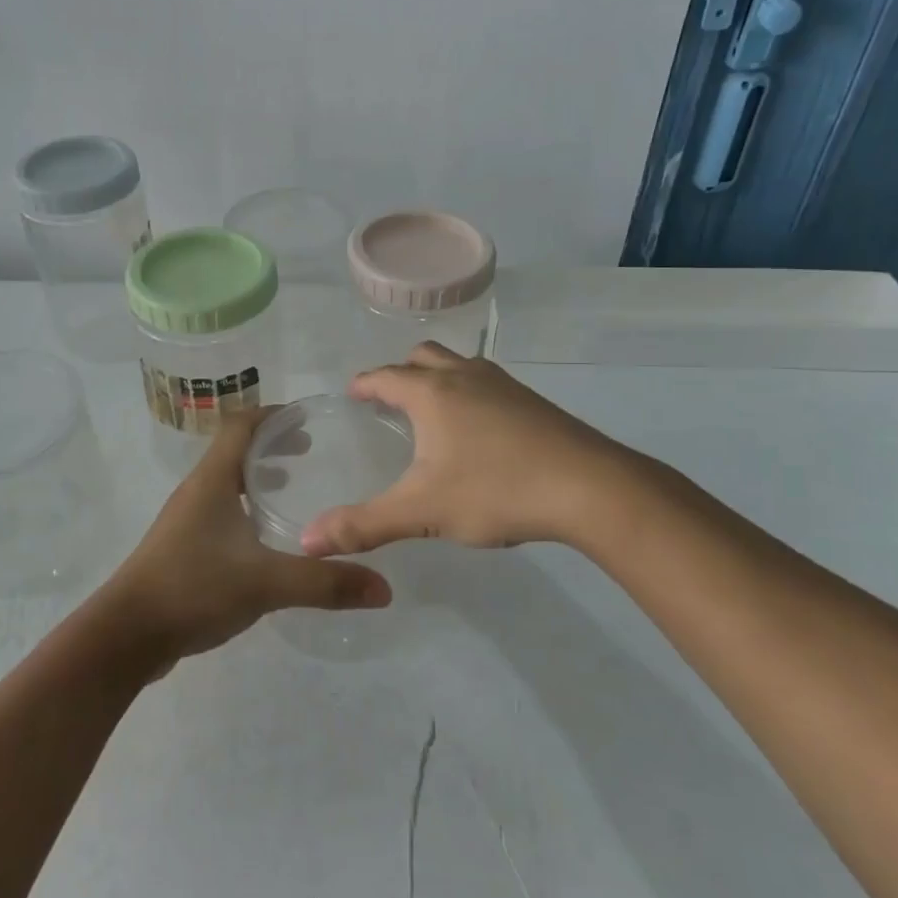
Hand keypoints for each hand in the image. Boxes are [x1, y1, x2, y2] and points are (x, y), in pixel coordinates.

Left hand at [98, 410, 392, 665]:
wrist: (126, 635)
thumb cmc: (193, 588)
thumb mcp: (266, 583)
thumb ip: (325, 582)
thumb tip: (384, 587)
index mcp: (212, 479)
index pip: (241, 424)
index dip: (273, 414)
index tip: (308, 418)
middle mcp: (197, 490)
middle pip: (235, 449)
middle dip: (272, 444)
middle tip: (311, 451)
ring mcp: (186, 520)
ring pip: (226, 482)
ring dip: (258, 476)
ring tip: (293, 485)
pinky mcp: (182, 548)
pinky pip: (220, 511)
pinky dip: (246, 507)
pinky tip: (265, 538)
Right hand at [301, 342, 637, 554]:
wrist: (590, 488)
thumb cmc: (496, 490)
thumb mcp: (422, 512)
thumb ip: (363, 525)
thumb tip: (307, 542)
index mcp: (432, 393)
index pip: (385, 376)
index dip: (364, 383)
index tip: (352, 392)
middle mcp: (465, 377)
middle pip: (424, 356)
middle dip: (401, 371)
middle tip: (389, 399)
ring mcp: (504, 385)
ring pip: (460, 365)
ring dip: (438, 378)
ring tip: (432, 410)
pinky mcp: (533, 402)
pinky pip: (487, 383)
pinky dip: (469, 393)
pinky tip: (479, 431)